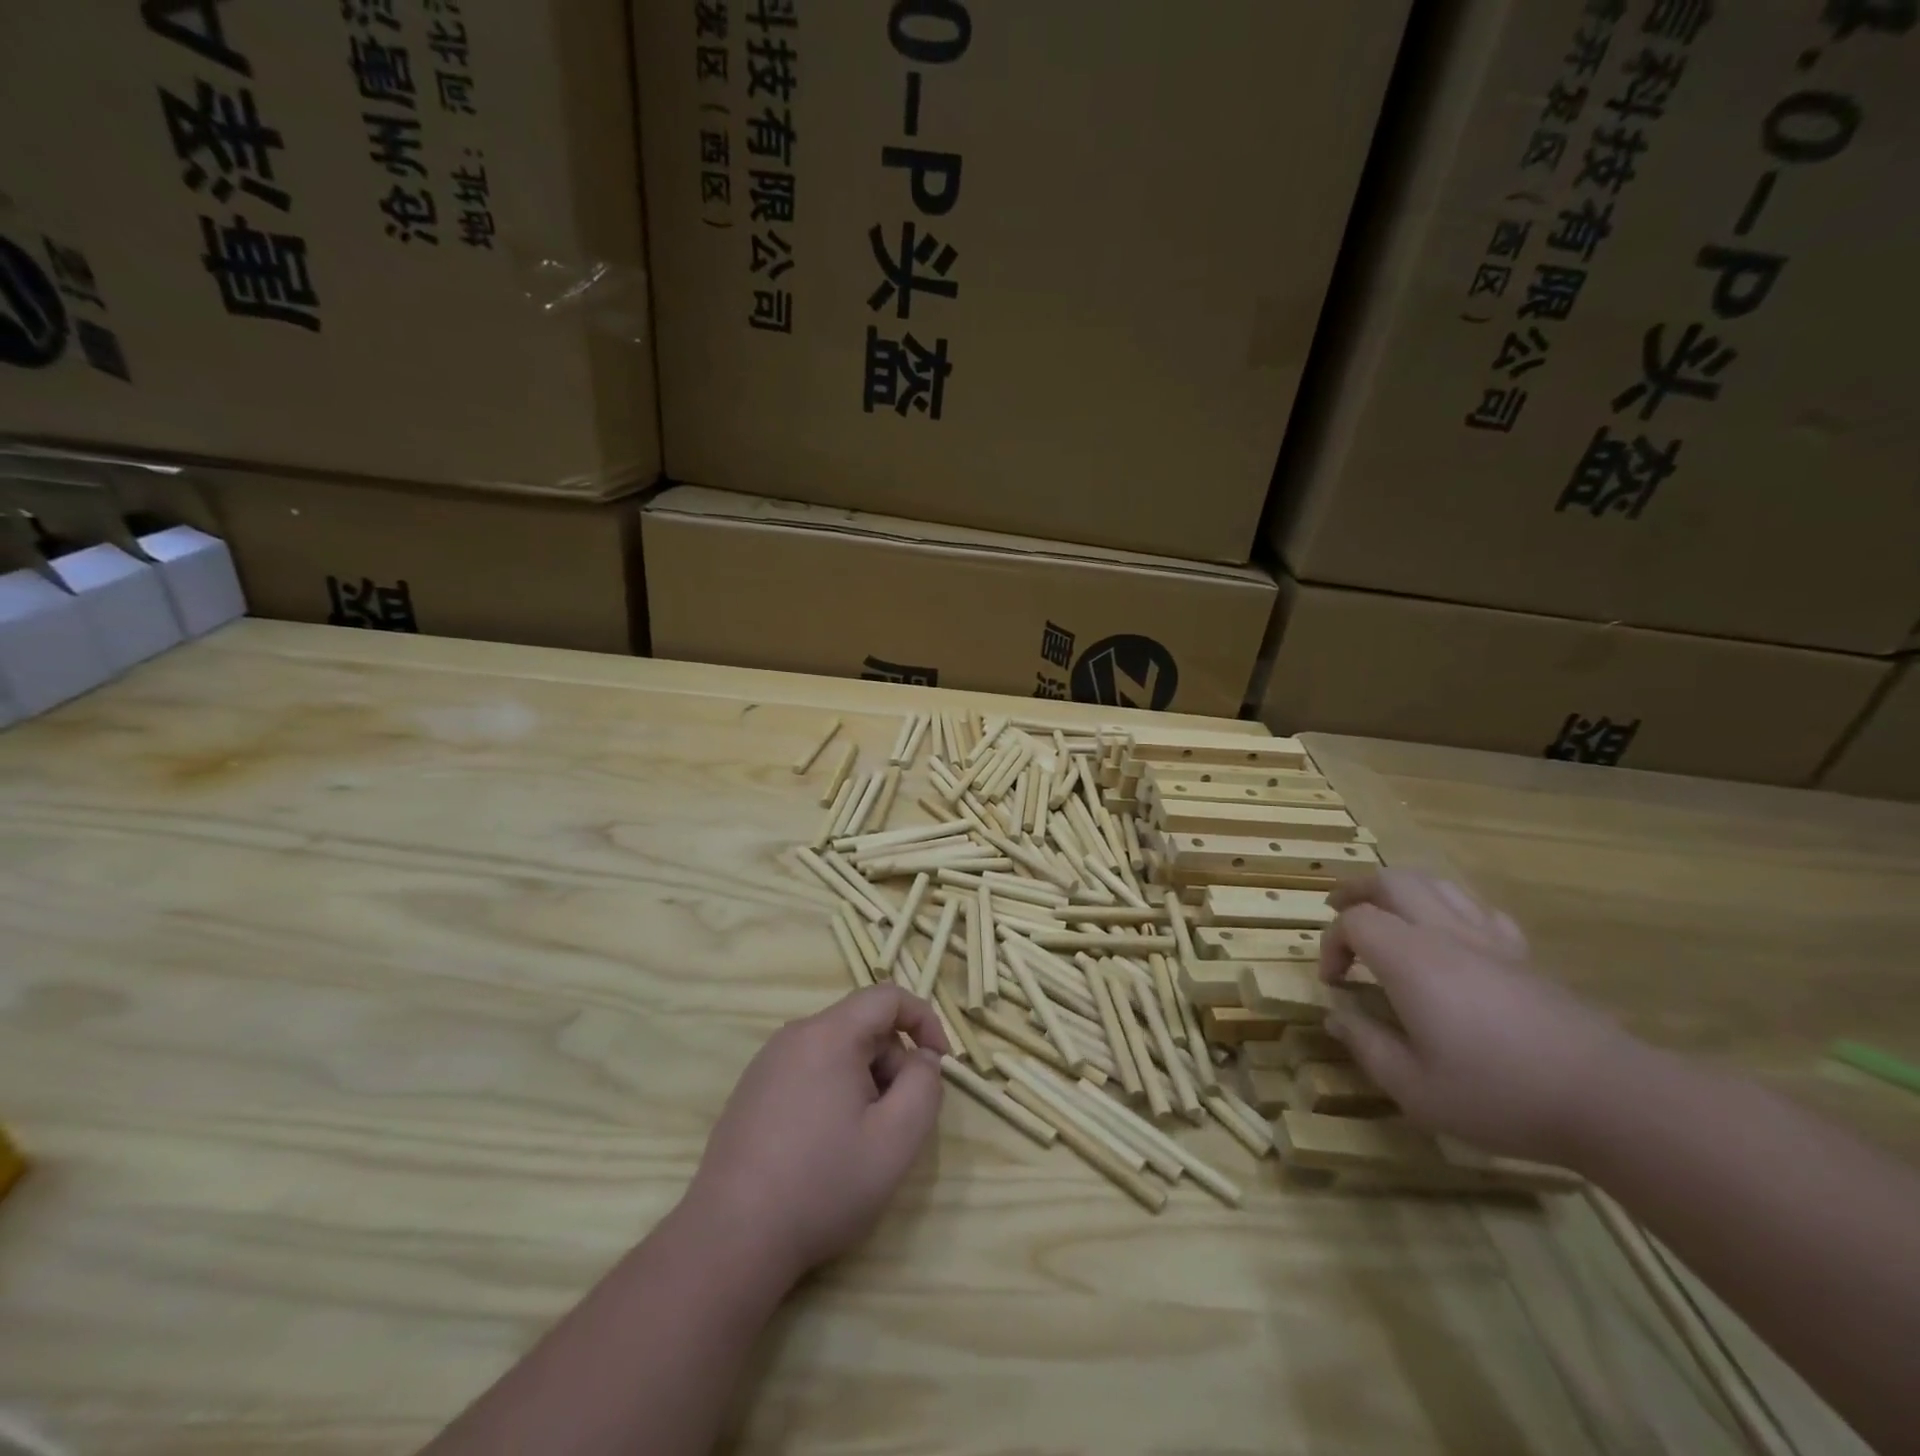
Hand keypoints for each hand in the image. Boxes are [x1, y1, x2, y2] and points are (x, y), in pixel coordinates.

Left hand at [684, 984, 949, 1288]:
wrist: (731, 1239)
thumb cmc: (823, 1184)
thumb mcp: (896, 1140)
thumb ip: (925, 1087)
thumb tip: (922, 1061)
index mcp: (829, 1034)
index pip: (887, 997)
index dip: (924, 1020)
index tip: (940, 1064)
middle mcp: (794, 1036)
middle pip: (862, 1027)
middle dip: (893, 1064)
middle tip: (897, 1123)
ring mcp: (766, 1064)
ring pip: (836, 1053)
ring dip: (864, 1084)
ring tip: (860, 1142)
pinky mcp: (751, 1092)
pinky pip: (809, 1073)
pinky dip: (833, 1095)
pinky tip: (824, 1149)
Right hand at [1318, 869, 1636, 1164]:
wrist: (1611, 1100)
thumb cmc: (1500, 1094)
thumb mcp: (1415, 1088)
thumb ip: (1367, 1046)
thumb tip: (1337, 1015)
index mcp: (1410, 959)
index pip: (1354, 922)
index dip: (1331, 944)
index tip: (1334, 984)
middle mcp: (1445, 935)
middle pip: (1392, 881)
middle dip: (1357, 891)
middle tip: (1337, 910)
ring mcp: (1489, 940)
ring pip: (1436, 884)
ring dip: (1399, 890)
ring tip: (1384, 911)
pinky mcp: (1524, 955)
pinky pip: (1478, 909)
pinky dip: (1449, 908)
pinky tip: (1449, 933)